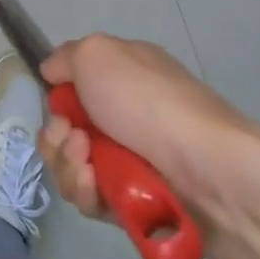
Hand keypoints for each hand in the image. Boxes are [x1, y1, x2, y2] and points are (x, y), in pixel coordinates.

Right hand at [39, 35, 250, 239]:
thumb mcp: (99, 54)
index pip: (74, 87)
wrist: (208, 171)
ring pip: (74, 167)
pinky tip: (96, 189)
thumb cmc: (149, 102)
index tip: (58, 106)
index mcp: (122, 75)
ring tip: (88, 167)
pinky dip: (87, 194)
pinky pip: (92, 200)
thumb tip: (51, 72)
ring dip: (69, 166)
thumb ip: (67, 57)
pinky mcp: (134, 205)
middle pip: (67, 130)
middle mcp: (125, 116)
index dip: (58, 99)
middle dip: (57, 137)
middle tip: (74, 140)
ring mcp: (130, 162)